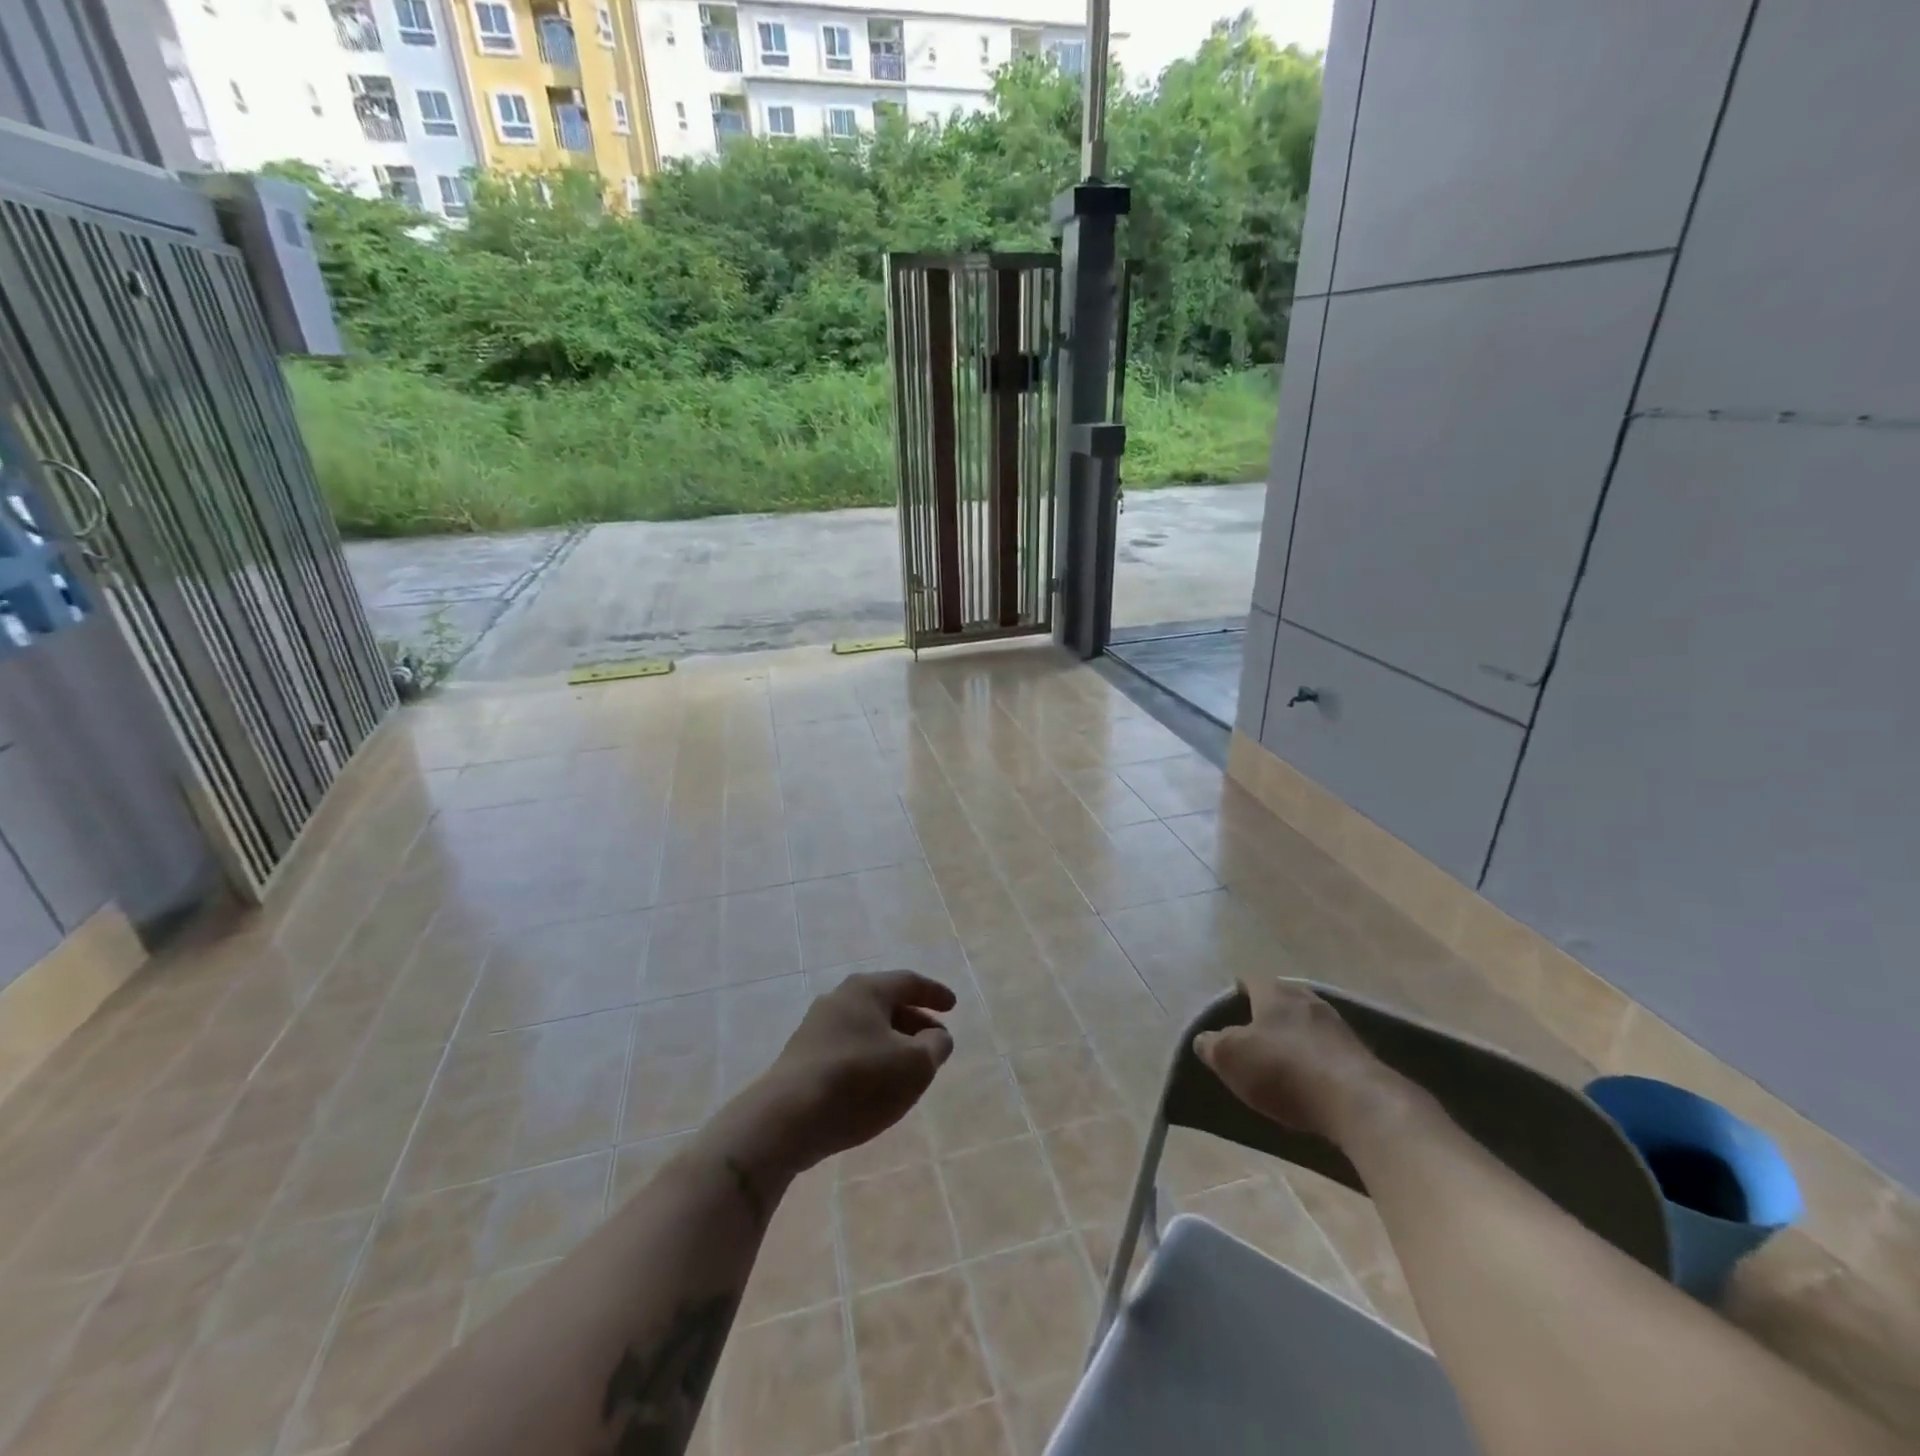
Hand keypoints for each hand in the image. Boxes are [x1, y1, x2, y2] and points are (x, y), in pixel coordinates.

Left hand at [730, 970, 956, 1181]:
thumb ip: (934, 1046)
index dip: (934, 993)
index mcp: (866, 990)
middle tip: (934, 1040)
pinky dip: (869, 1057)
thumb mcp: (914, 1065)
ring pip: (865, 1026)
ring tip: (908, 1066)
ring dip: (891, 1042)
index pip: (908, 982)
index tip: (953, 1006)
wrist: (786, 1119)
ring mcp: (815, 1027)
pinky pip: (847, 1047)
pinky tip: (876, 1084)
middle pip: (885, 1003)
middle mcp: (839, 999)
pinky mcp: (802, 1057)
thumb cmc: (859, 1082)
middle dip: (913, 1020)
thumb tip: (937, 1036)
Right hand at [1194, 979, 1411, 1144]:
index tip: (1230, 1002)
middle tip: (1253, 1028)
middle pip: (1283, 998)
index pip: (1251, 979)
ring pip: (1308, 1022)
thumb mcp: (1230, 1058)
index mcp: (1275, 993)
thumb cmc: (1283, 1070)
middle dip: (1269, 1010)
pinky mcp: (1360, 1056)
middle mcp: (1308, 1000)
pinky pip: (1328, 1048)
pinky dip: (1315, 1057)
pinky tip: (1309, 1076)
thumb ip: (1212, 1045)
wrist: (1357, 1103)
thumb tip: (1204, 1039)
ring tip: (1280, 1054)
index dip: (1238, 989)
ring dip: (1295, 1034)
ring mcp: (1338, 1027)